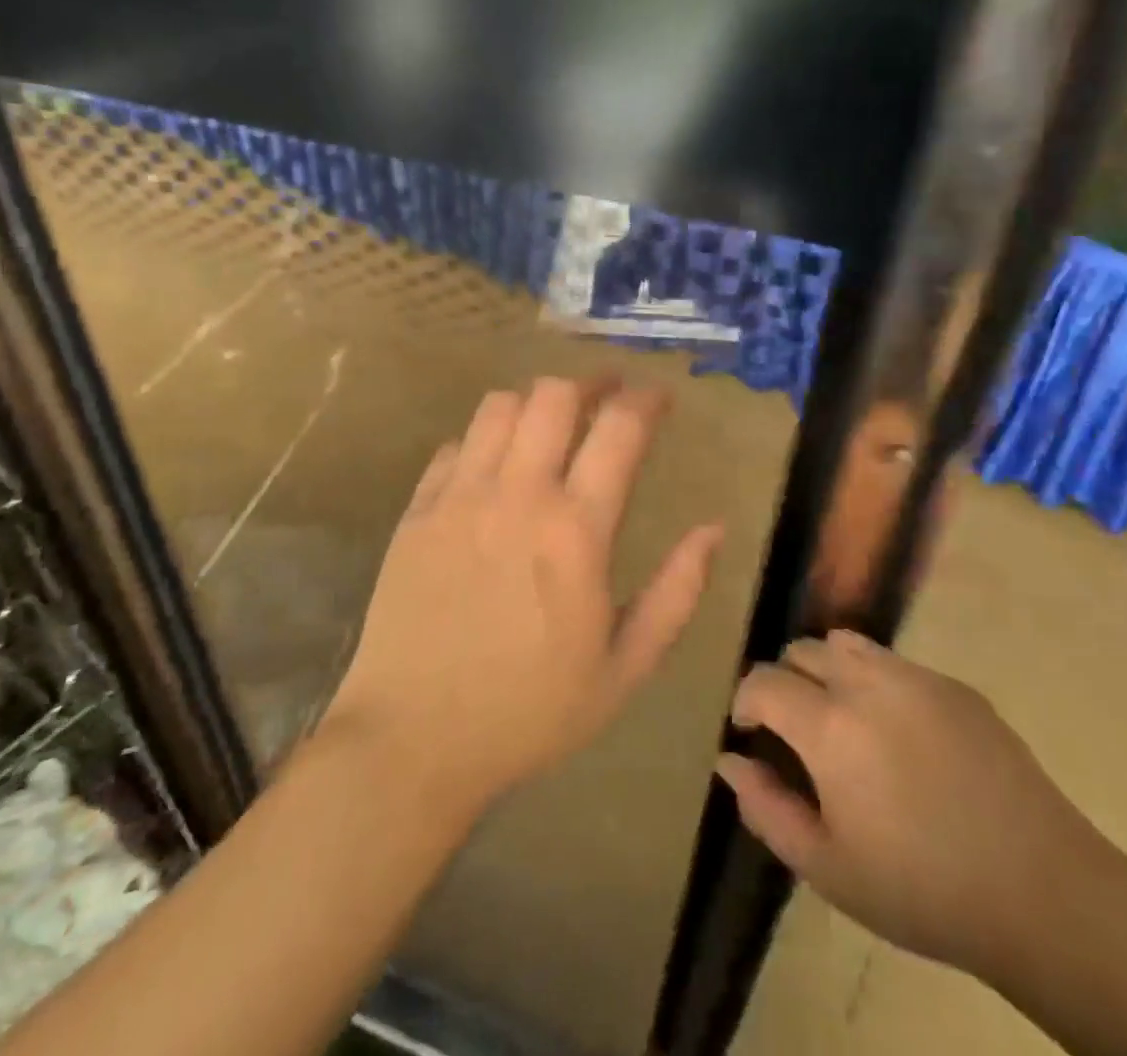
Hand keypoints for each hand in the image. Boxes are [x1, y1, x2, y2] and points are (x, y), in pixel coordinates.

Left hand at [326, 378, 721, 813]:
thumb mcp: (626, 667)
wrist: (412, 743)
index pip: (619, 428)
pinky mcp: (416, 512)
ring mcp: (459, 498)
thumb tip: (714, 528)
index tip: (660, 396)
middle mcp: (517, 495)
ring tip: (551, 424)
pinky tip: (494, 467)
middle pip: (554, 395)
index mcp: (576, 530)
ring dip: (535, 403)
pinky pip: (453, 446)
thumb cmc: (531, 711)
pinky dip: (483, 440)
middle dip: (590, 383)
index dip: (646, 399)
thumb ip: (677, 592)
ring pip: (499, 407)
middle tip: (607, 396)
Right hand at [718, 631, 1102, 980]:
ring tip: (843, 721)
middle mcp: (867, 683)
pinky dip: (876, 681)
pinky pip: (896, 663)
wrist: (1041, 891)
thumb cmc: (921, 889)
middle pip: (803, 650)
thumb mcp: (828, 867)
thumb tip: (729, 761)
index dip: (747, 701)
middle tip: (797, 732)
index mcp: (829, 726)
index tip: (752, 731)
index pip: (764, 680)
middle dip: (786, 681)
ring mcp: (916, 677)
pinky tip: (901, 735)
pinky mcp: (955, 685)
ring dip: (829, 670)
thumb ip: (766, 807)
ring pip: (848, 644)